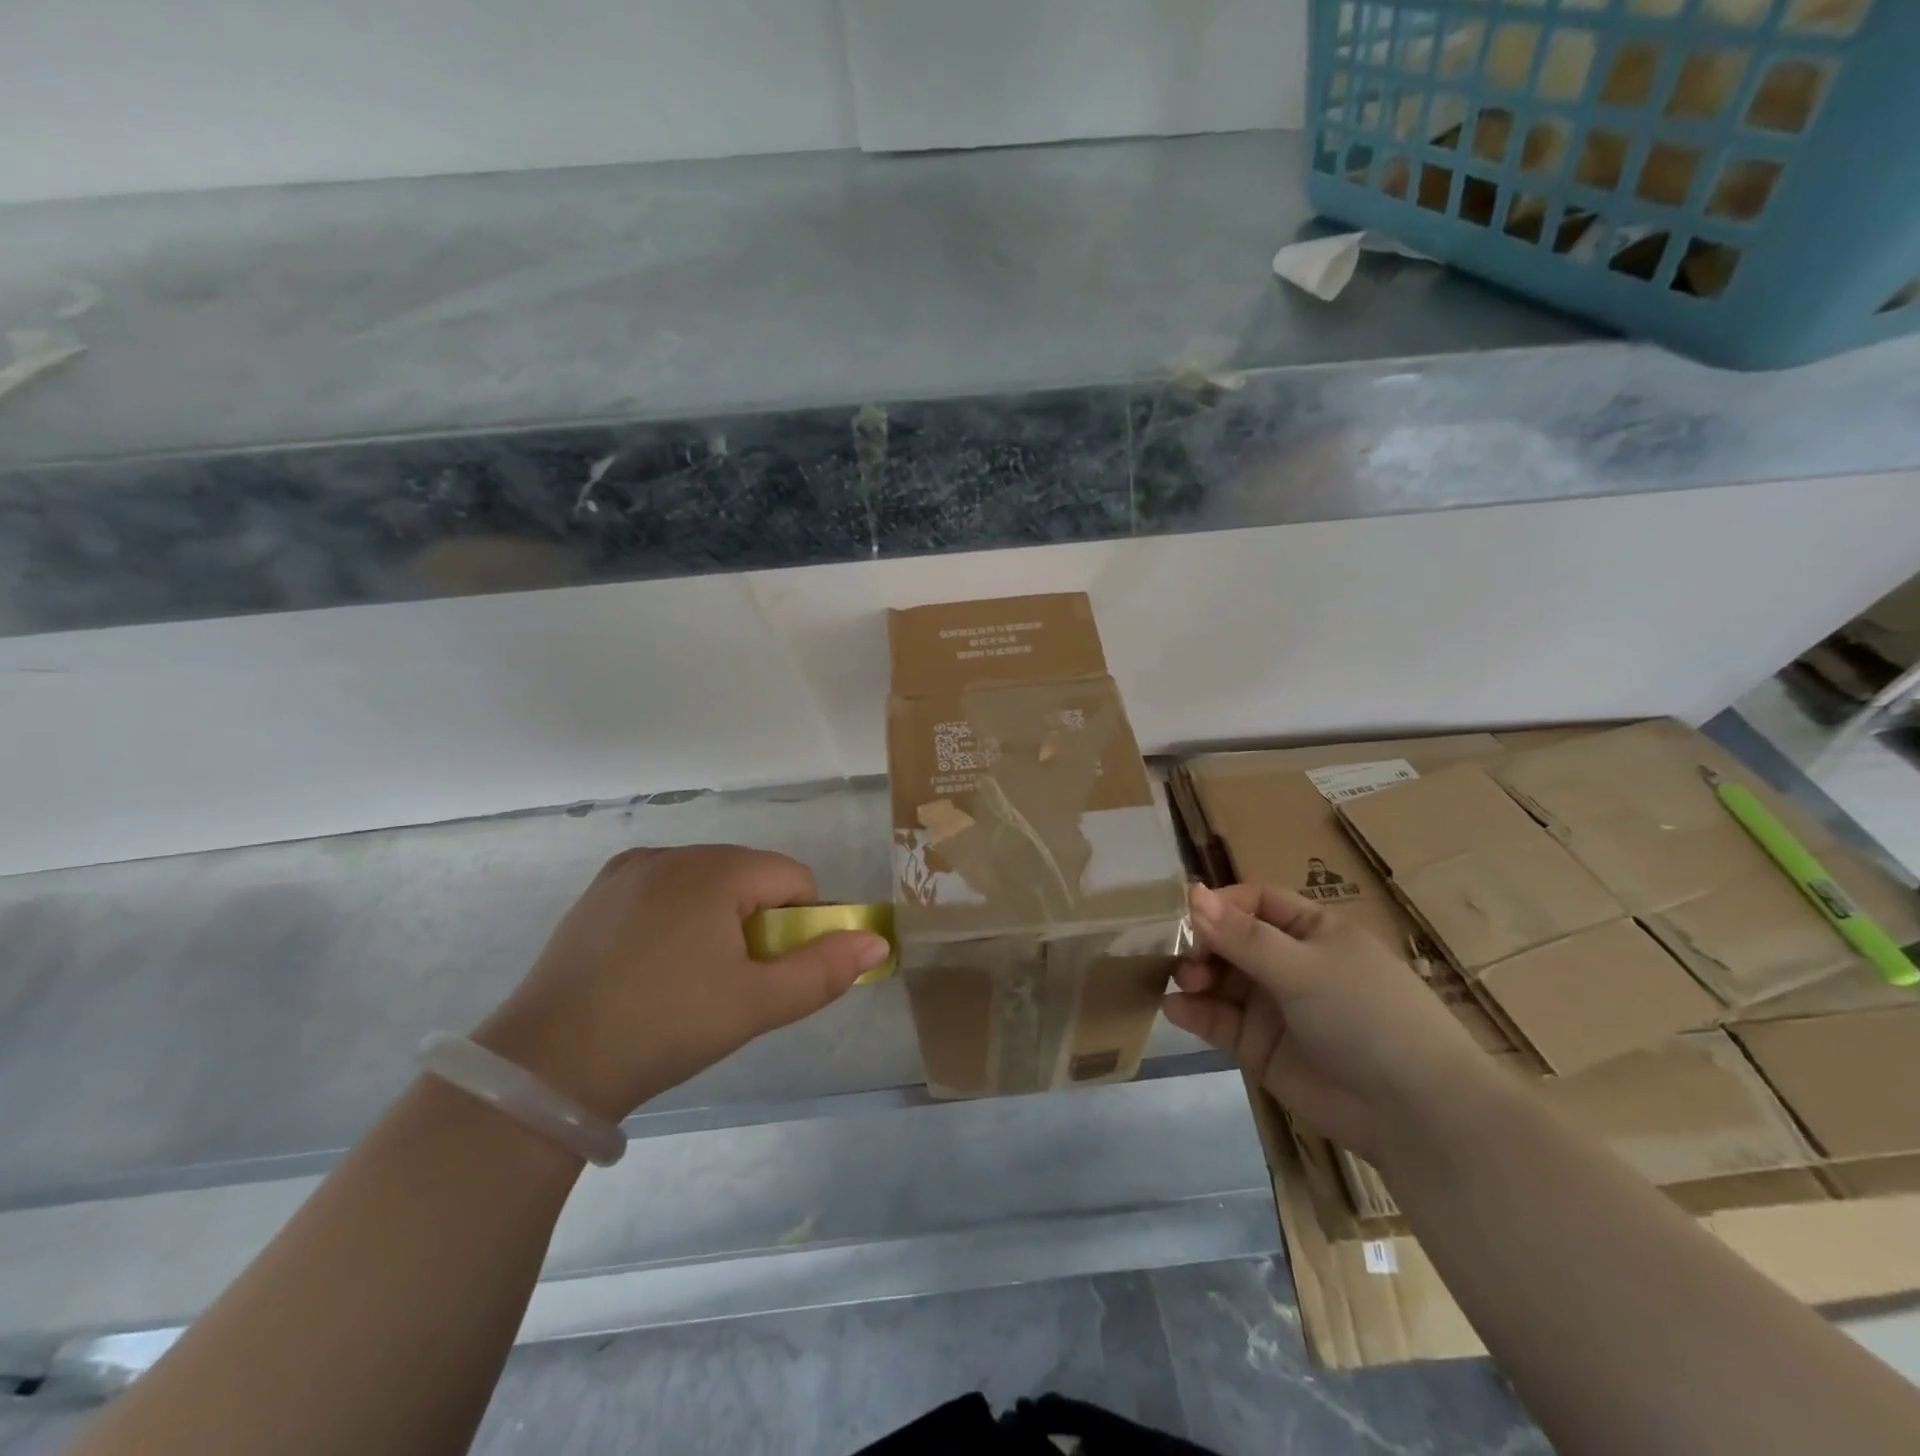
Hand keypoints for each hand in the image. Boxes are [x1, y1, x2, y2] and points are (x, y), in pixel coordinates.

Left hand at [472, 845, 889, 1120]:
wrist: (546, 1066)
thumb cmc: (664, 1027)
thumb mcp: (755, 1005)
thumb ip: (823, 970)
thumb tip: (878, 942)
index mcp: (714, 869)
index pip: (794, 878)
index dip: (799, 926)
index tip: (770, 973)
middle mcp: (673, 853)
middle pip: (750, 877)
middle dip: (757, 923)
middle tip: (730, 982)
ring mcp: (629, 870)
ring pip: (708, 883)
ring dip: (719, 920)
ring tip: (689, 979)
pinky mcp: (599, 892)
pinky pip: (665, 891)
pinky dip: (678, 918)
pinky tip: (652, 967)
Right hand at [1163, 883, 1486, 1160]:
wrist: (1415, 1113)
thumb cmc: (1367, 1017)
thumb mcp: (1304, 968)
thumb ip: (1243, 936)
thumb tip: (1191, 893)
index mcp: (1312, 931)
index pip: (1254, 901)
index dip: (1219, 905)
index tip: (1184, 915)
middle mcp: (1289, 962)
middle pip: (1230, 940)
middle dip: (1203, 945)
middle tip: (1185, 961)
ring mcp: (1274, 1006)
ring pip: (1221, 980)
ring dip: (1195, 977)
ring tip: (1182, 984)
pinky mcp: (1260, 1046)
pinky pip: (1220, 1021)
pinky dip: (1195, 1013)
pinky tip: (1176, 1010)